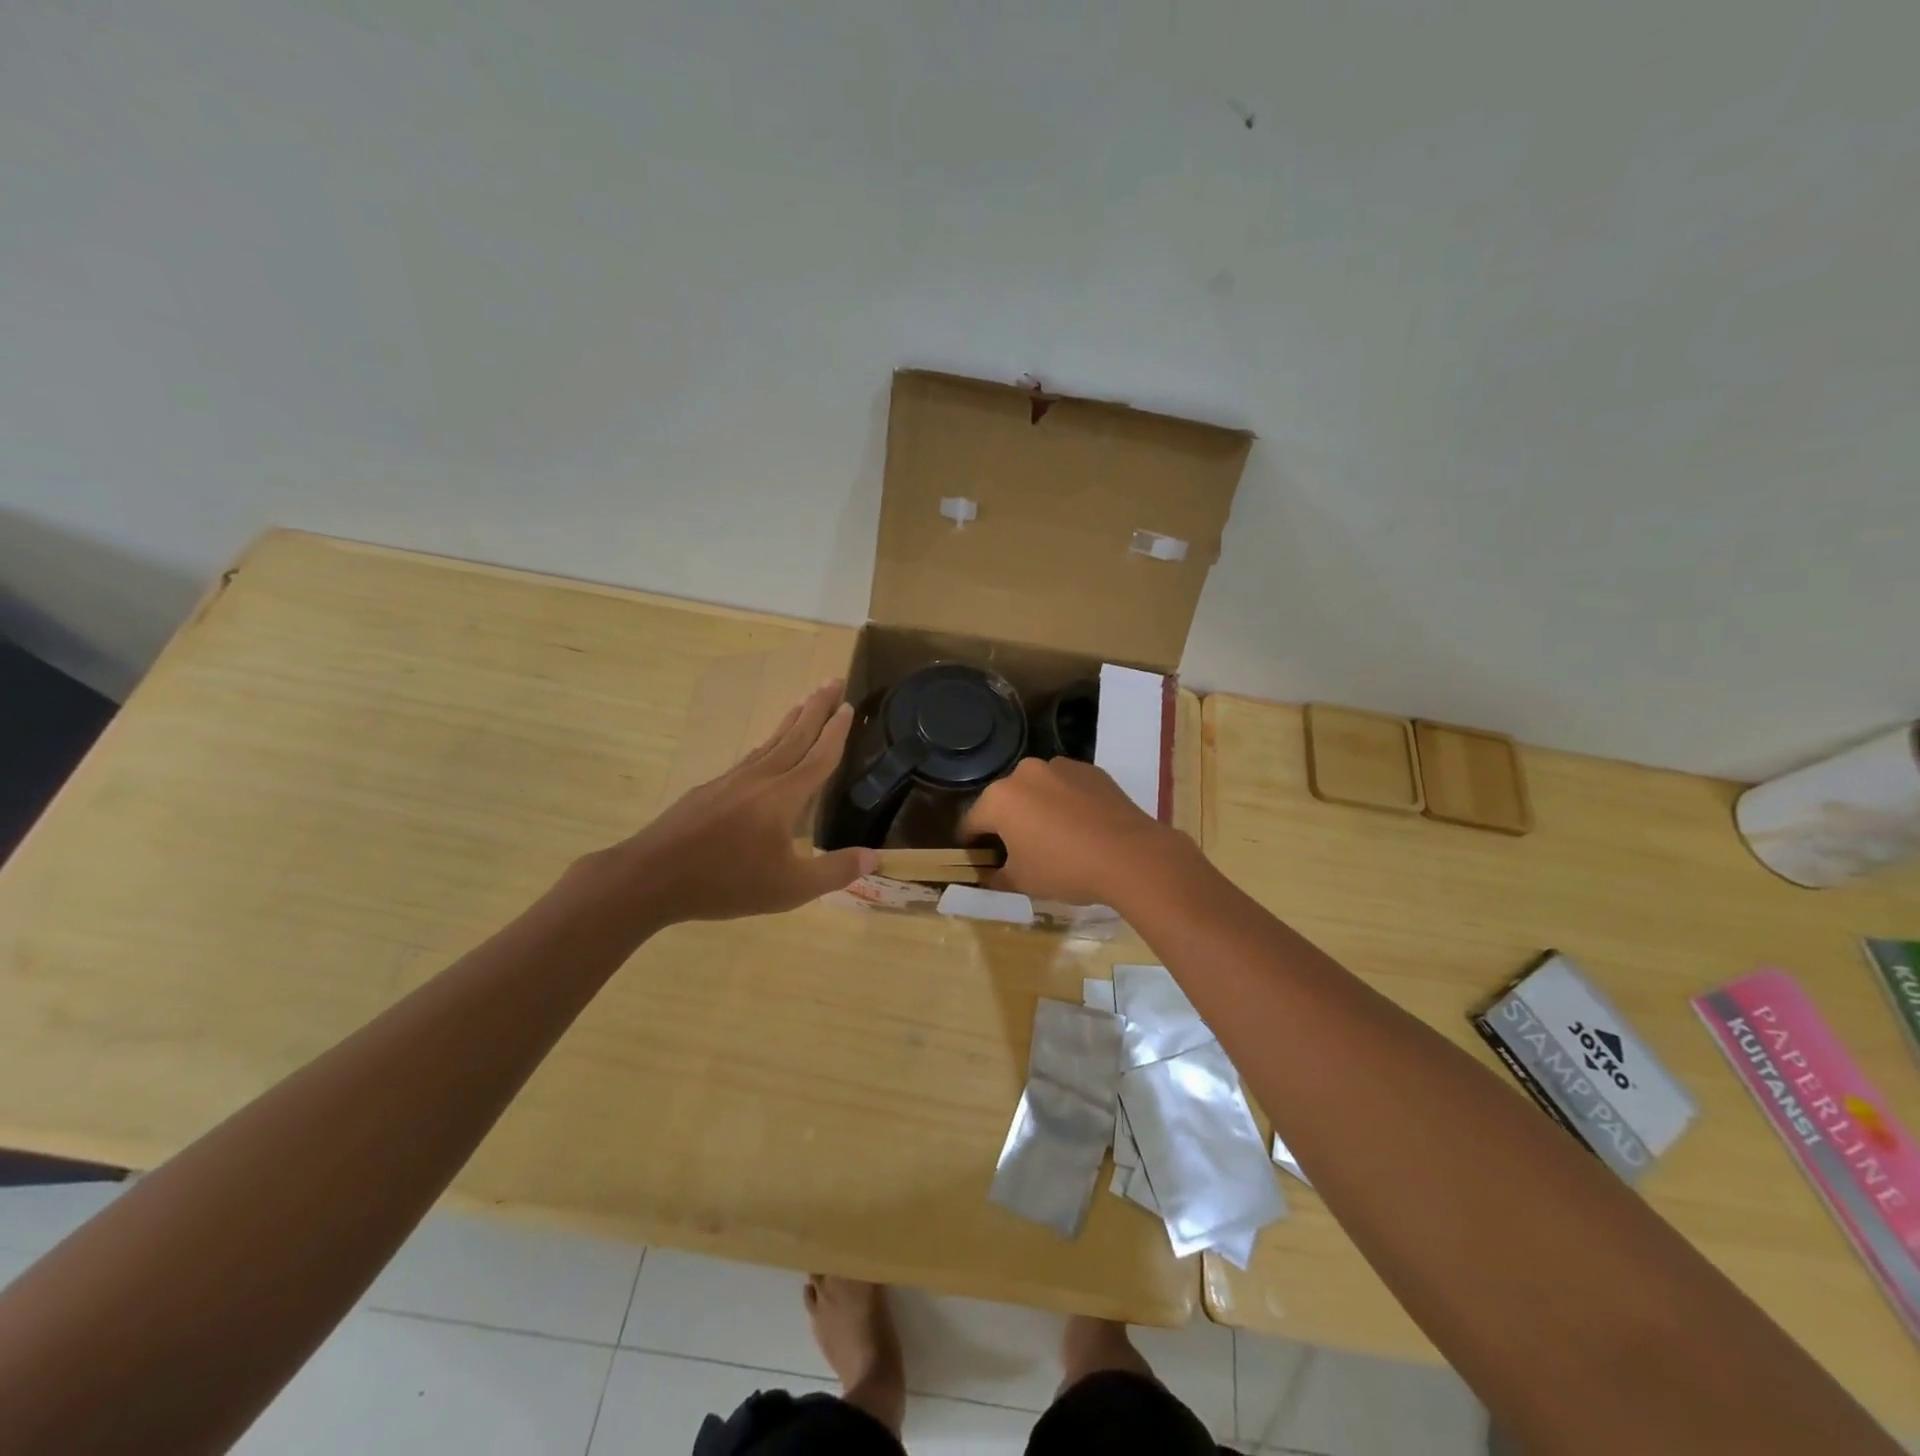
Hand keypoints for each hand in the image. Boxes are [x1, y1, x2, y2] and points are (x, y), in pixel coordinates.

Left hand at [591, 681, 876, 923]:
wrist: (651, 877)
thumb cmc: (726, 882)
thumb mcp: (789, 888)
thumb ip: (834, 872)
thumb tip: (874, 858)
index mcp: (784, 796)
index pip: (819, 756)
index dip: (837, 732)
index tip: (850, 705)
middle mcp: (760, 778)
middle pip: (795, 735)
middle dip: (817, 708)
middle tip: (832, 680)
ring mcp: (731, 780)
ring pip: (769, 742)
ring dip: (791, 720)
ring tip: (804, 702)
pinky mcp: (709, 790)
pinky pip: (749, 757)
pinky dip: (765, 744)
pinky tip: (763, 749)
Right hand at [962, 757, 1185, 905]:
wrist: (1130, 855)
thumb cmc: (1065, 868)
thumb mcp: (1022, 882)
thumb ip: (997, 877)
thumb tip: (989, 875)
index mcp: (999, 798)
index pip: (972, 822)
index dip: (972, 844)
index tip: (979, 860)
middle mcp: (1025, 773)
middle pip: (1006, 801)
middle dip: (1007, 824)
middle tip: (1020, 852)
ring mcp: (1060, 766)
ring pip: (1038, 791)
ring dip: (1038, 809)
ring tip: (1056, 838)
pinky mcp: (1091, 770)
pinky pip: (1067, 788)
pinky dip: (1067, 803)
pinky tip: (1082, 828)